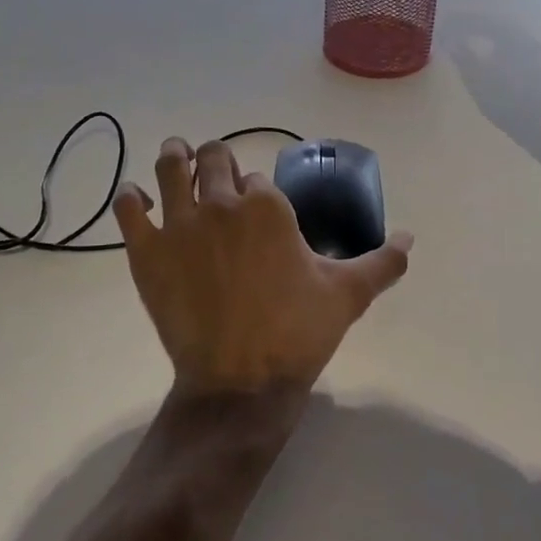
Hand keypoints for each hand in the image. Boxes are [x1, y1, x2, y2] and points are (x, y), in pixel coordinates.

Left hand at [112, 139, 412, 399]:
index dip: (256, 191)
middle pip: (214, 157)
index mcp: (267, 205)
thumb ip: (382, 261)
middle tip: (217, 176)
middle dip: (217, 161)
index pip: (256, 177)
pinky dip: (132, 197)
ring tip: (179, 161)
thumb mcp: (348, 295)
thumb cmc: (296, 333)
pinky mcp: (146, 251)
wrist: (239, 382)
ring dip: (176, 158)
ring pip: (171, 165)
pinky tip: (140, 201)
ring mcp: (179, 224)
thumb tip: (411, 237)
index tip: (258, 211)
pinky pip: (128, 206)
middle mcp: (221, 203)